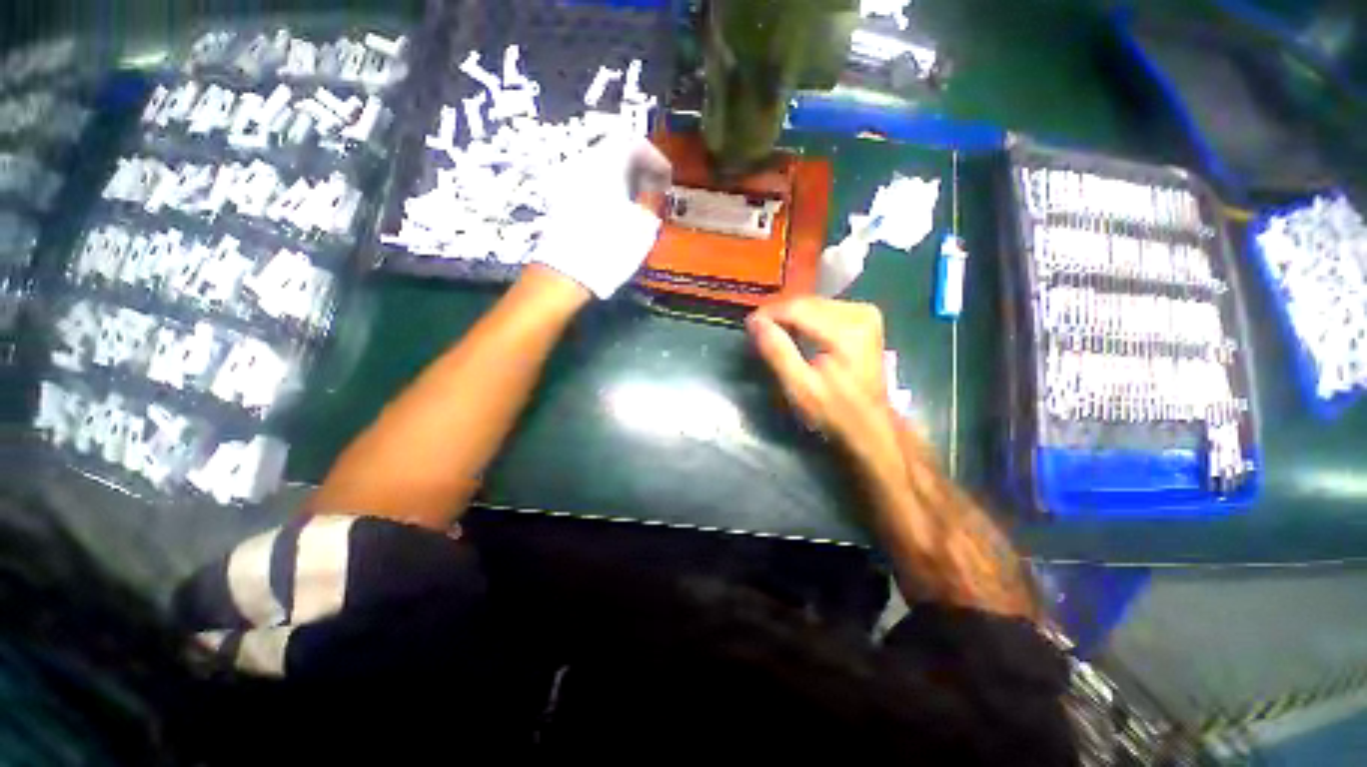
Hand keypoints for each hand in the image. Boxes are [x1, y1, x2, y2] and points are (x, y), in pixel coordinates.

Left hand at [532, 131, 671, 298]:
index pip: (635, 143)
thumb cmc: (610, 248)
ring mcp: (569, 182)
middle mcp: (584, 164)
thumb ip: (652, 201)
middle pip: (616, 153)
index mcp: (606, 163)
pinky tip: (618, 213)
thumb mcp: (643, 226)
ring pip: (603, 169)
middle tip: (655, 190)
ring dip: (624, 182)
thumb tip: (655, 189)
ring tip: (639, 204)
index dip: (656, 159)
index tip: (667, 180)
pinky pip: (591, 185)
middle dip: (639, 169)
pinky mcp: (561, 201)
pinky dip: (608, 192)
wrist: (567, 273)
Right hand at [747, 297, 899, 467]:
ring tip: (774, 336)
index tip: (748, 328)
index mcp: (846, 330)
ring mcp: (865, 313)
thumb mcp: (799, 387)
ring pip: (813, 304)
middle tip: (758, 334)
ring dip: (790, 317)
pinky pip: (824, 310)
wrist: (870, 426)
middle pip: (805, 303)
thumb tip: (754, 322)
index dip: (768, 314)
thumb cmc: (834, 412)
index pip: (797, 308)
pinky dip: (805, 320)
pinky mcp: (865, 318)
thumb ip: (776, 351)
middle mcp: (859, 312)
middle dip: (778, 316)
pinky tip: (796, 335)